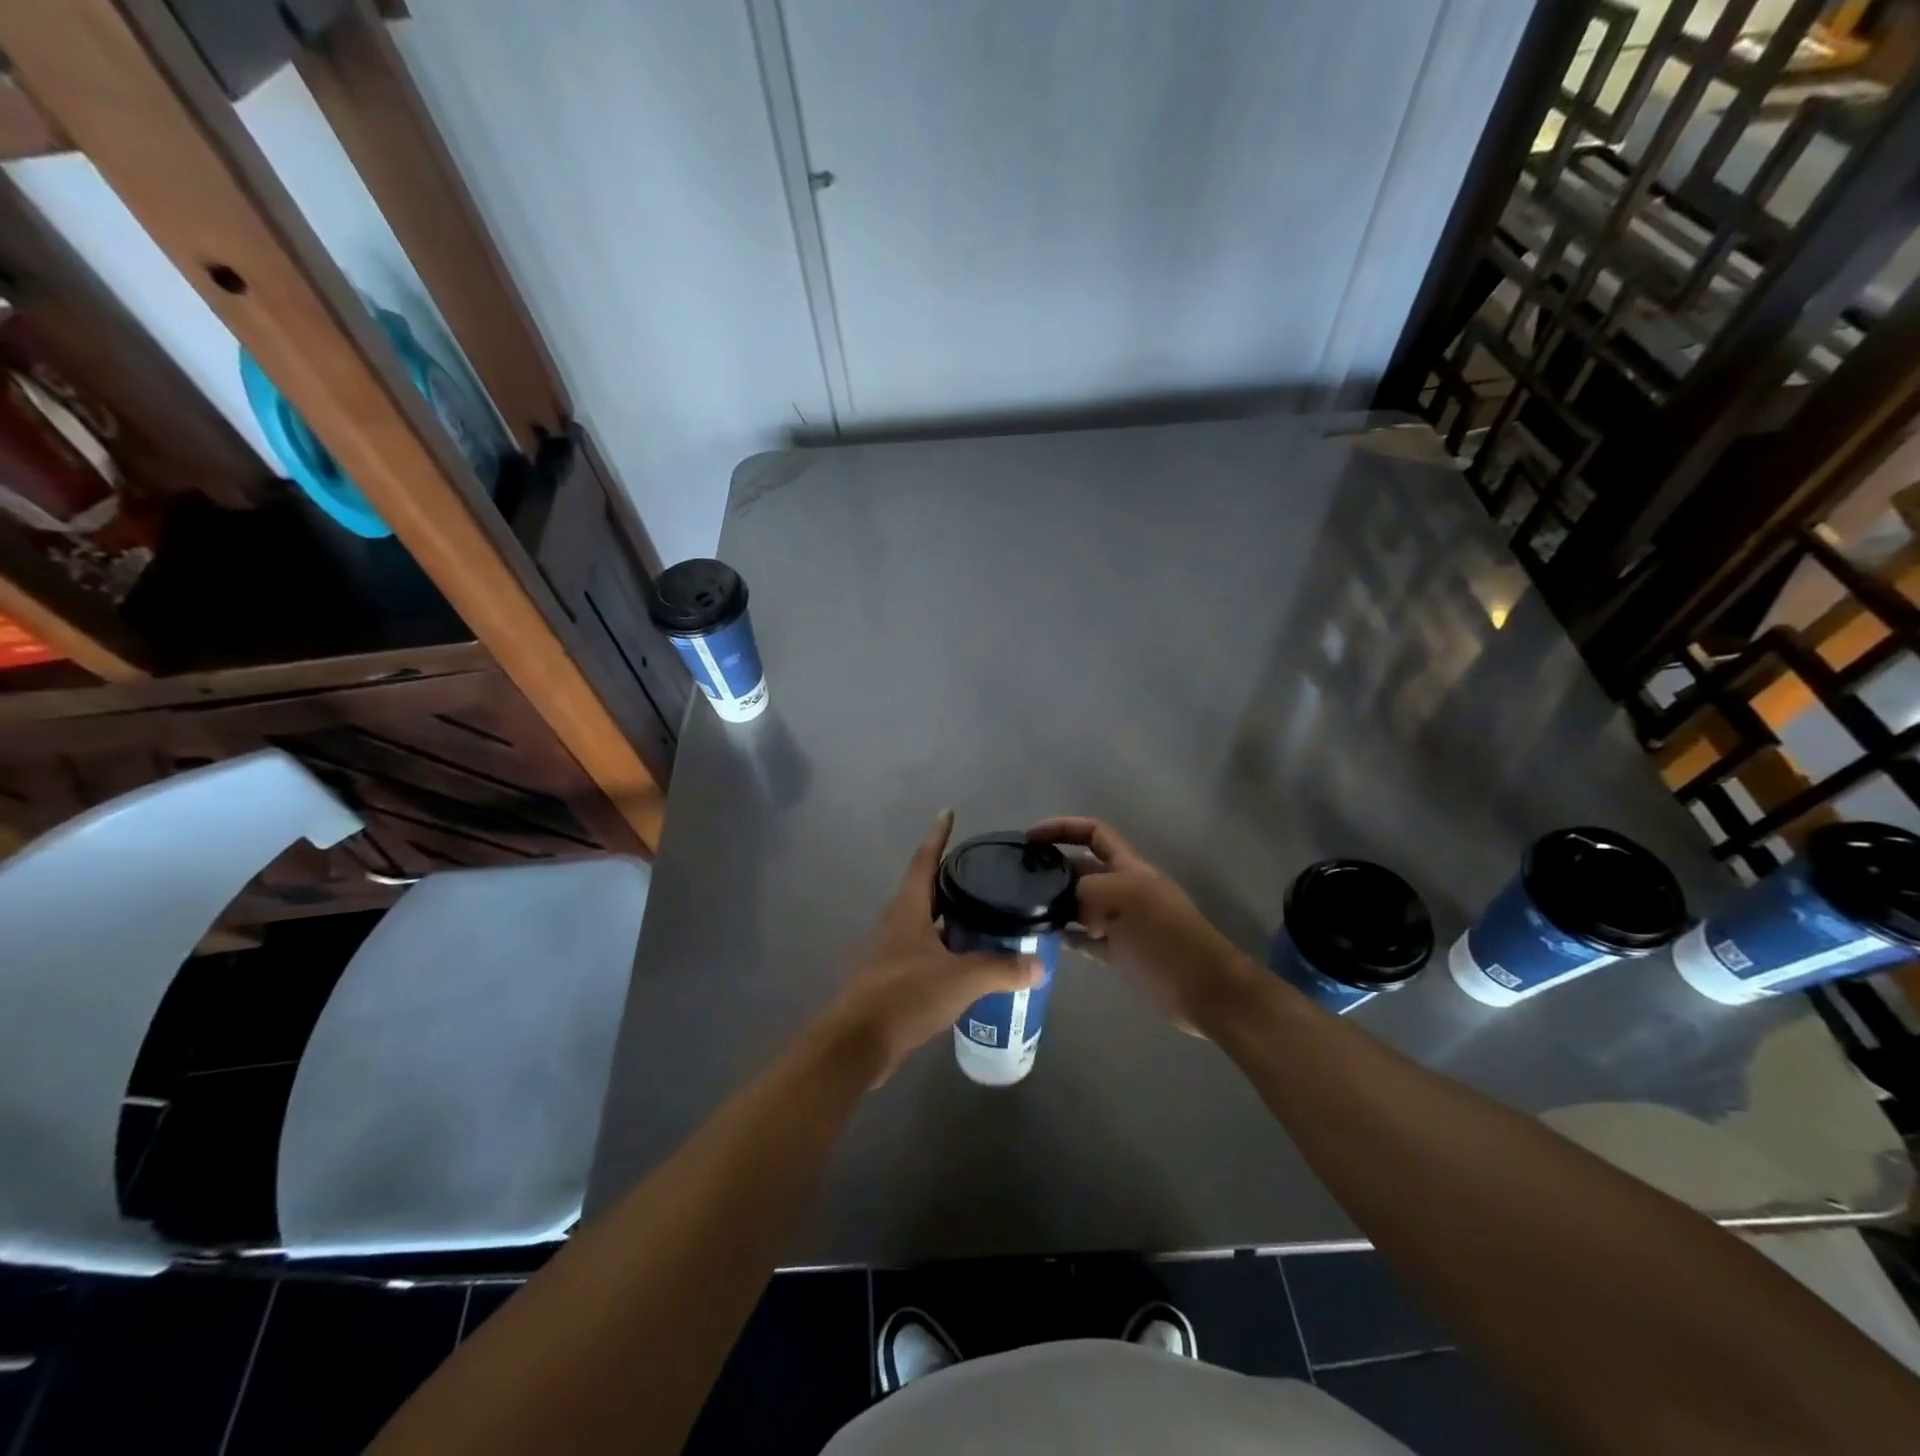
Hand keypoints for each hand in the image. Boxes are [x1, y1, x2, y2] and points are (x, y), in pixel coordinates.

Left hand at [817, 811, 1042, 1086]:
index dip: (938, 836)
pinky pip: (925, 953)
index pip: (924, 860)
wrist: (857, 1044)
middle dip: (951, 879)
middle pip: (925, 890)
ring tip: (985, 916)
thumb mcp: (960, 979)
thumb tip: (1039, 965)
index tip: (947, 812)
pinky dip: (947, 950)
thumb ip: (1001, 969)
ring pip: (926, 924)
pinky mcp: (892, 980)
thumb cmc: (904, 996)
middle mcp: (896, 923)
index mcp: (907, 909)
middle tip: (983, 872)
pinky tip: (969, 963)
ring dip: (951, 918)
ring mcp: (891, 952)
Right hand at [1029, 816, 1261, 1036]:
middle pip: (1082, 868)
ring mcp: (1121, 922)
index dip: (1063, 828)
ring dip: (1057, 904)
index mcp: (1128, 868)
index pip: (1093, 833)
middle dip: (1054, 867)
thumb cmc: (1165, 937)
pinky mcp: (1119, 952)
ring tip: (1025, 909)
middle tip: (1018, 879)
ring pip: (1081, 905)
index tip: (1031, 838)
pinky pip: (1086, 937)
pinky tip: (1048, 938)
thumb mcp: (1124, 899)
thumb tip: (1059, 899)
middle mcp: (1123, 889)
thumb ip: (1086, 890)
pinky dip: (1068, 935)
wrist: (1202, 989)